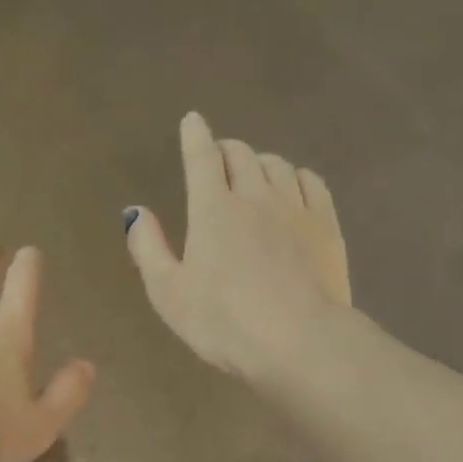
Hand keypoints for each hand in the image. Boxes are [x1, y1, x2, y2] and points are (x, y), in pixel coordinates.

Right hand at [125, 113, 350, 378]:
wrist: (298, 341)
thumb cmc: (222, 322)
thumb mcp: (168, 293)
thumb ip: (148, 249)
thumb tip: (136, 211)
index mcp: (212, 210)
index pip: (201, 158)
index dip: (194, 136)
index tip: (192, 120)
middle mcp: (255, 196)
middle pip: (241, 154)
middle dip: (226, 149)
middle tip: (218, 159)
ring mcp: (295, 208)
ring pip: (277, 165)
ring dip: (260, 162)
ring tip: (253, 175)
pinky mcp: (326, 226)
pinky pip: (311, 182)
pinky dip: (296, 176)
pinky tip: (292, 188)